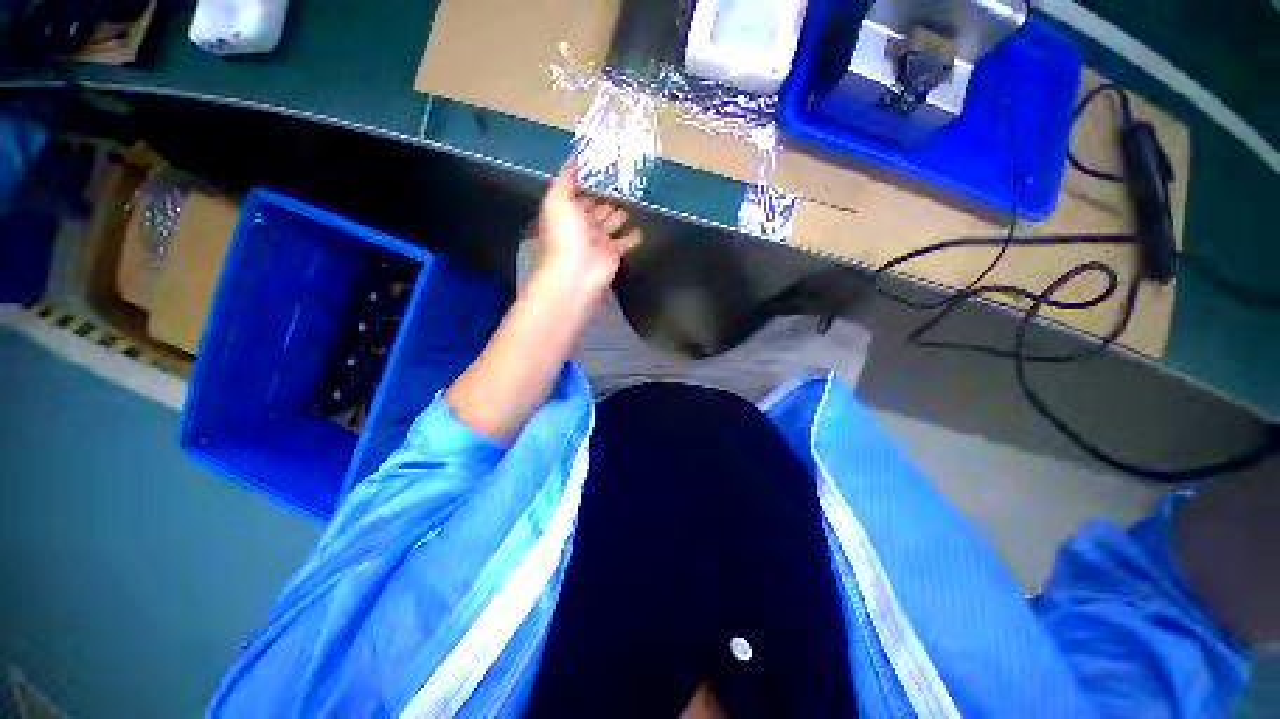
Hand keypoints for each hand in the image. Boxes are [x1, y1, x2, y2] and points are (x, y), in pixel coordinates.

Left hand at [535, 161, 642, 297]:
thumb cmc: (565, 235)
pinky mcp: (614, 253)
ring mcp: (599, 240)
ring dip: (619, 215)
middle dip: (606, 198)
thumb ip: (565, 180)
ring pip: (611, 224)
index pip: (578, 194)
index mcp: (567, 212)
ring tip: (632, 202)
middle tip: (623, 183)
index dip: (587, 182)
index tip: (602, 167)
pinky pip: (625, 242)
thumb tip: (573, 158)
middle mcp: (582, 225)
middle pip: (596, 209)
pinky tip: (640, 229)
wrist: (576, 273)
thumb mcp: (558, 201)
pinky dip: (632, 237)